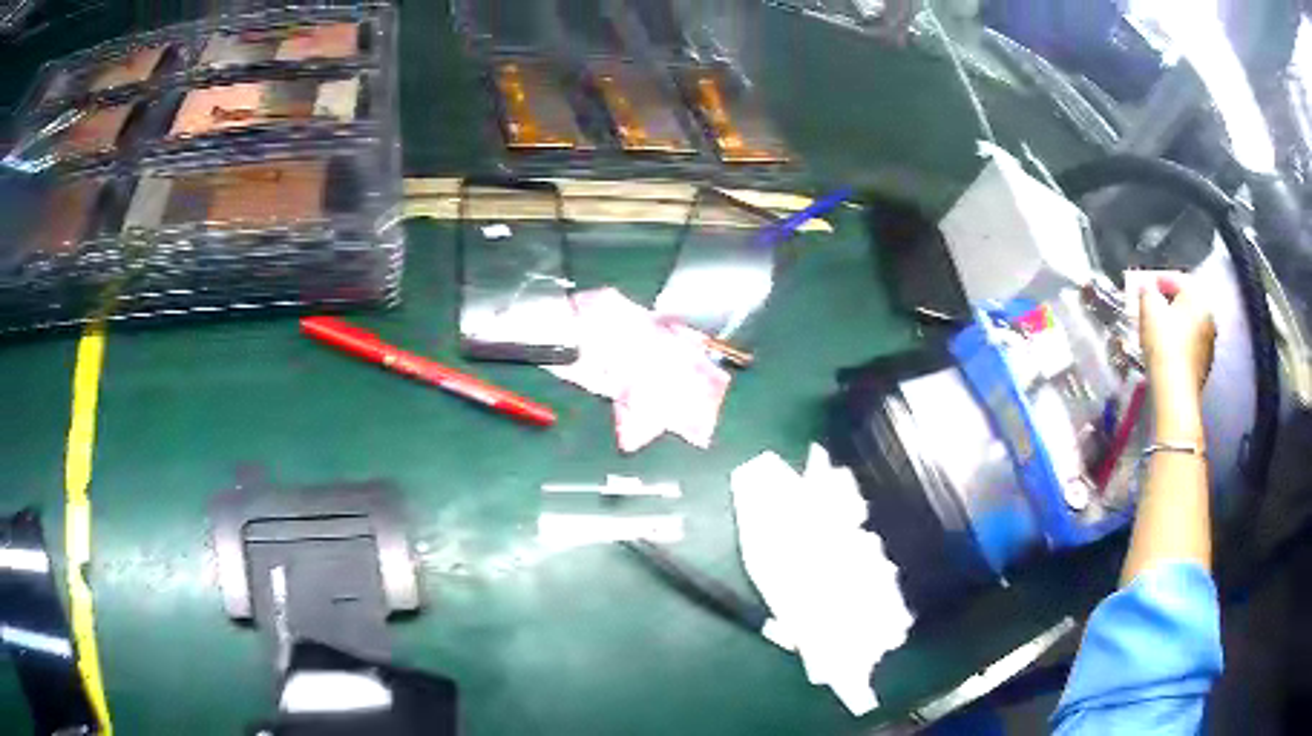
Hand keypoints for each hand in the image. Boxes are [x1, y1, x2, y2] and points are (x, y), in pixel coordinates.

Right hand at [1139, 272, 1216, 398]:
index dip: (1159, 280)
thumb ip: (1147, 292)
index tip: (1145, 286)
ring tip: (1157, 333)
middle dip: (1168, 305)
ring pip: (1189, 326)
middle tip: (1151, 310)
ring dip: (1174, 326)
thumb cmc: (1164, 345)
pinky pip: (1191, 347)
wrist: (1176, 393)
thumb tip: (1147, 288)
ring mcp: (1210, 344)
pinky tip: (1167, 353)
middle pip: (1186, 304)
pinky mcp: (1205, 366)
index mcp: (1199, 297)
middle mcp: (1209, 317)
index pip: (1178, 279)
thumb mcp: (1149, 310)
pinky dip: (1180, 345)